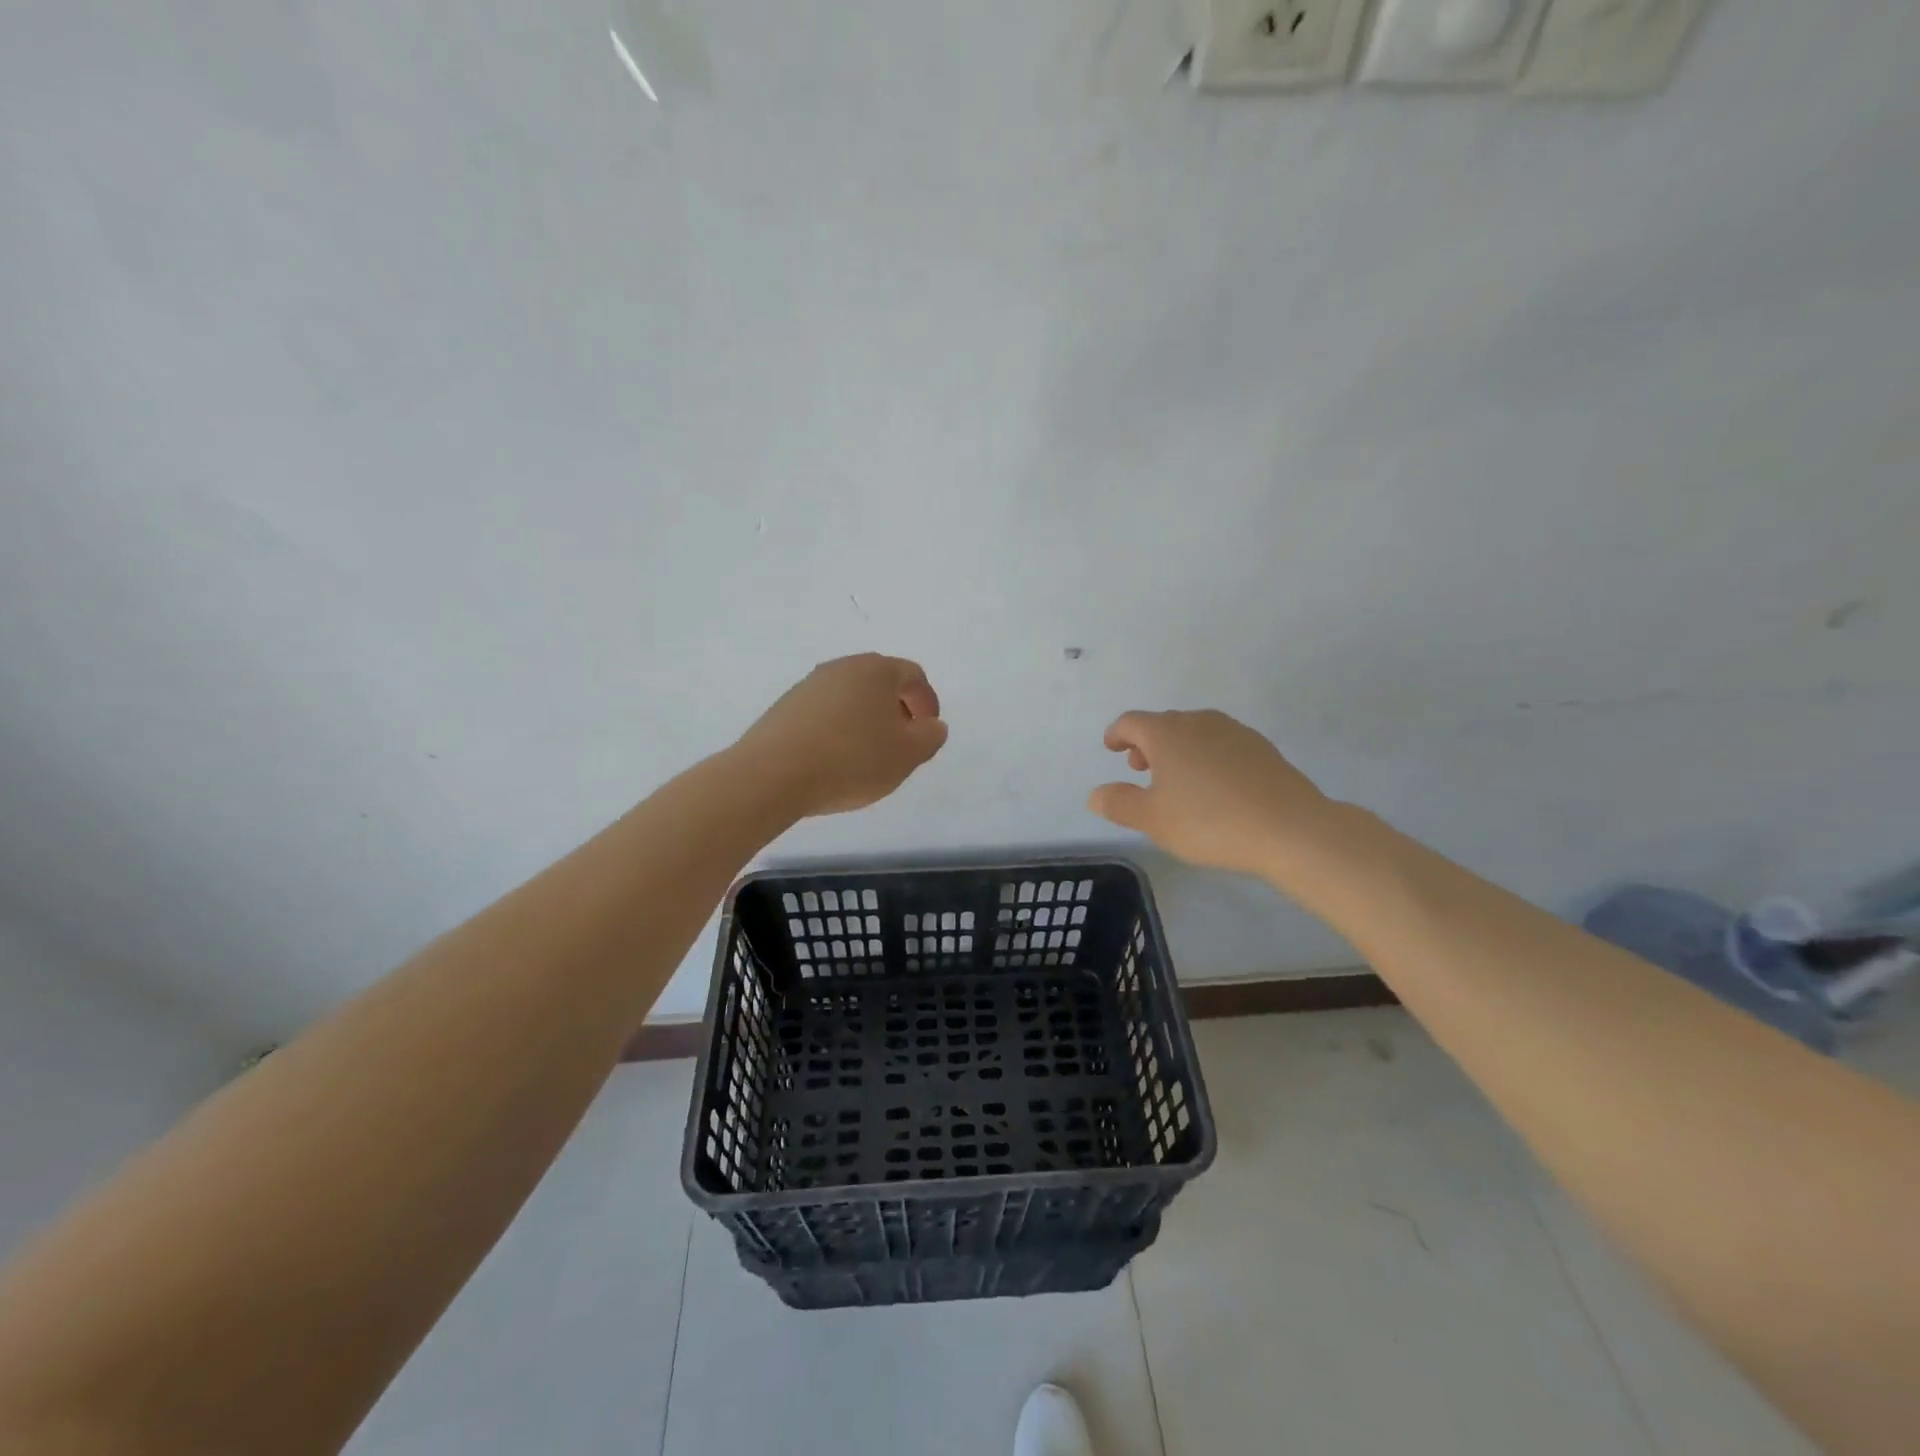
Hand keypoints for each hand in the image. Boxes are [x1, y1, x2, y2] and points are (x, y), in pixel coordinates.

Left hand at [733, 654, 948, 817]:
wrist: (773, 774)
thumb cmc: (852, 759)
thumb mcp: (907, 755)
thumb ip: (930, 737)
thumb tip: (933, 725)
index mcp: (876, 670)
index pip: (913, 675)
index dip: (927, 702)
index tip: (927, 732)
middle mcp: (842, 667)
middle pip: (880, 682)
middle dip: (896, 710)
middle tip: (901, 743)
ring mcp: (809, 685)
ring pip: (850, 697)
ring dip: (865, 720)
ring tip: (867, 756)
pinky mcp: (785, 707)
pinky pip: (824, 713)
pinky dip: (837, 729)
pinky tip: (834, 759)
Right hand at [1087, 709, 1333, 876]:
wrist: (1290, 828)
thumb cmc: (1208, 821)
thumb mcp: (1153, 820)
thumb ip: (1119, 803)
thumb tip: (1095, 794)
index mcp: (1166, 733)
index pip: (1131, 722)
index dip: (1117, 734)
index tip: (1111, 747)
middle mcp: (1198, 722)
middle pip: (1164, 723)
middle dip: (1147, 742)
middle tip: (1141, 768)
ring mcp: (1234, 731)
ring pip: (1195, 732)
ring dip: (1178, 749)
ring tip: (1177, 779)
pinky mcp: (1262, 748)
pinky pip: (1222, 744)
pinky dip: (1207, 756)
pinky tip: (1215, 785)